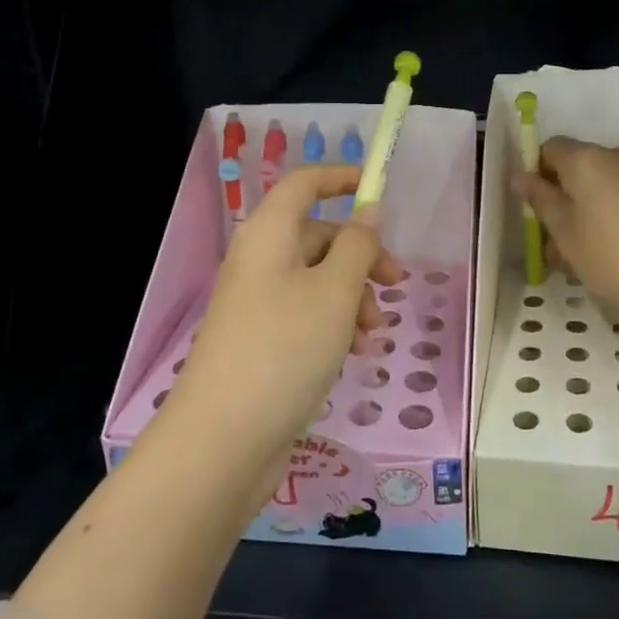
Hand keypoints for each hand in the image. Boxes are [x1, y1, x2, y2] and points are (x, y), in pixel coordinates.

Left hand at [172, 166, 403, 476]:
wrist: (222, 441)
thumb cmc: (284, 349)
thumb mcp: (335, 292)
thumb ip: (358, 245)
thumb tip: (369, 209)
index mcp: (268, 234)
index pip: (304, 184)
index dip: (340, 178)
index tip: (378, 189)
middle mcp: (259, 260)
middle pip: (318, 235)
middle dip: (361, 254)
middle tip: (396, 282)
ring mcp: (257, 302)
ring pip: (316, 278)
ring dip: (352, 295)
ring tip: (372, 332)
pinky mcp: (261, 340)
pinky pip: (305, 313)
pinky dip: (334, 323)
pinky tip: (353, 352)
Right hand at [517, 137, 618, 327]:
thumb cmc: (612, 256)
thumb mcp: (564, 232)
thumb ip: (541, 199)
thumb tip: (521, 176)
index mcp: (587, 158)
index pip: (550, 148)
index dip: (537, 174)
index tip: (535, 210)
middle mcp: (617, 156)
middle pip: (577, 168)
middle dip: (561, 200)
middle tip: (553, 243)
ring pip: (601, 187)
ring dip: (585, 213)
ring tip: (580, 258)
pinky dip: (610, 217)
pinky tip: (611, 254)